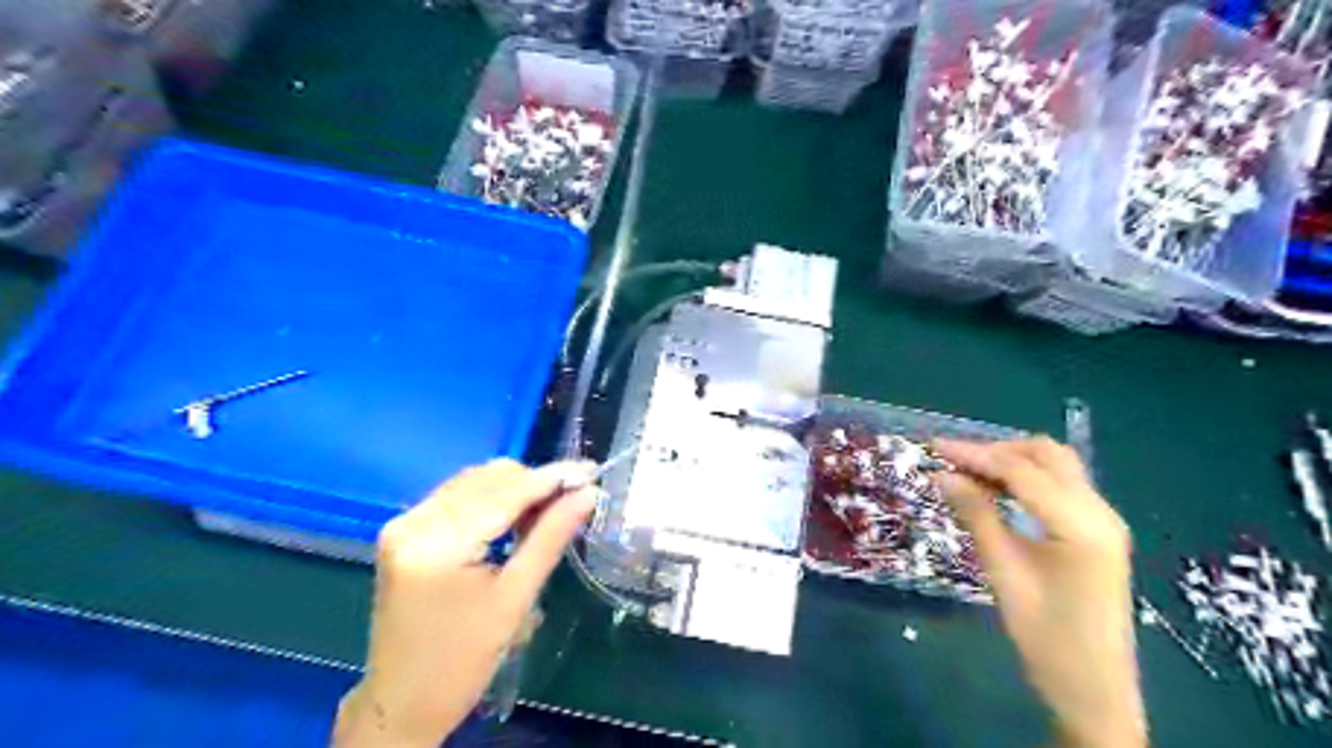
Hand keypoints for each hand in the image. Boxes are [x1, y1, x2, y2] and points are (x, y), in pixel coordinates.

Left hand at [332, 458, 597, 743]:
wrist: (400, 703)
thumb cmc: (463, 661)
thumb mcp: (515, 600)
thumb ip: (550, 538)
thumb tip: (588, 495)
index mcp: (438, 544)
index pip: (505, 492)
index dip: (552, 478)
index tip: (591, 471)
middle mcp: (414, 522)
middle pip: (489, 478)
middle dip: (535, 483)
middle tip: (573, 499)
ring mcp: (405, 523)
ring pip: (475, 481)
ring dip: (515, 489)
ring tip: (547, 512)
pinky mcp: (404, 530)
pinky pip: (458, 496)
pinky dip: (492, 500)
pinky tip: (514, 519)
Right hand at [936, 440, 1144, 746]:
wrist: (1096, 691)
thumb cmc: (1046, 638)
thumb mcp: (1004, 574)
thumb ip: (976, 516)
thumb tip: (942, 475)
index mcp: (1081, 525)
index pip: (1022, 471)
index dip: (975, 454)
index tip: (934, 448)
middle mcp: (1100, 512)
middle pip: (1047, 455)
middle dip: (997, 451)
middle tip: (953, 463)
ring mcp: (1103, 520)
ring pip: (1055, 467)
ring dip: (1011, 462)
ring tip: (967, 474)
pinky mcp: (1097, 532)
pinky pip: (1060, 487)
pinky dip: (1025, 480)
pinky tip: (995, 492)